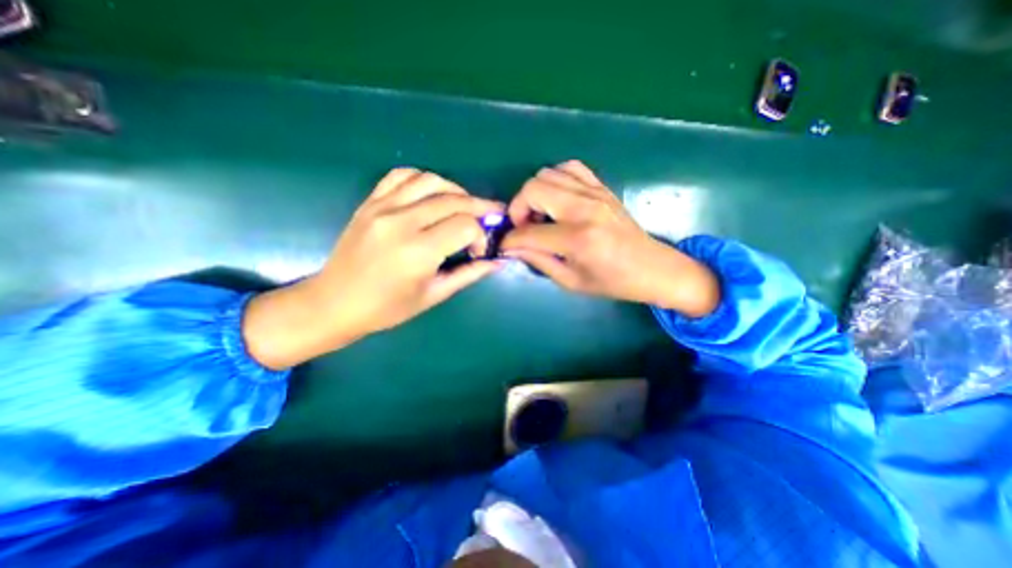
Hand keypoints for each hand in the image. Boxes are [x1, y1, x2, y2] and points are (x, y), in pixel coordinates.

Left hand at [242, 166, 501, 367]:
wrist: (334, 302)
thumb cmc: (387, 308)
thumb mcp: (433, 295)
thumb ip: (468, 274)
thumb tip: (497, 262)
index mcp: (419, 251)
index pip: (465, 226)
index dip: (481, 236)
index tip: (478, 251)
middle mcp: (401, 223)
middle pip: (453, 200)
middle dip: (479, 207)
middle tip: (491, 216)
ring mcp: (382, 208)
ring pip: (430, 181)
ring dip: (455, 190)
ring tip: (465, 205)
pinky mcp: (370, 202)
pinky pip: (401, 176)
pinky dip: (424, 180)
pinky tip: (432, 194)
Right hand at [502, 161, 713, 316]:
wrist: (652, 267)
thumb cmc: (612, 282)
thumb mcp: (571, 281)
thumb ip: (539, 261)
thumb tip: (513, 248)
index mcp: (578, 239)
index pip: (528, 232)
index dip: (510, 240)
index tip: (505, 246)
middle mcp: (584, 208)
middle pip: (533, 189)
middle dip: (517, 209)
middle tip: (524, 228)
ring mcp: (594, 193)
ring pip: (547, 174)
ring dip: (534, 195)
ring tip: (540, 215)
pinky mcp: (601, 187)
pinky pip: (569, 168)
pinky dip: (555, 179)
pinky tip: (557, 199)